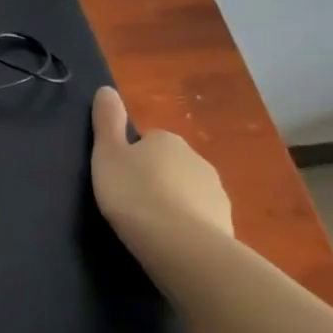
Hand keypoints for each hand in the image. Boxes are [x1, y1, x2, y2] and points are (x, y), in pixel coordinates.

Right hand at [90, 86, 232, 244]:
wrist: (180, 244)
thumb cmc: (134, 193)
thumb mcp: (107, 154)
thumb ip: (107, 122)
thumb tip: (106, 89)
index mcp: (166, 139)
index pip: (148, 141)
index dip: (131, 158)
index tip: (118, 177)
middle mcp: (196, 158)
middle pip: (170, 165)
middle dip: (156, 179)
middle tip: (131, 202)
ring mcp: (215, 192)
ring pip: (188, 192)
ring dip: (173, 203)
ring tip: (150, 226)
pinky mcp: (225, 223)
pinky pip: (200, 219)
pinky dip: (187, 226)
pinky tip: (170, 243)